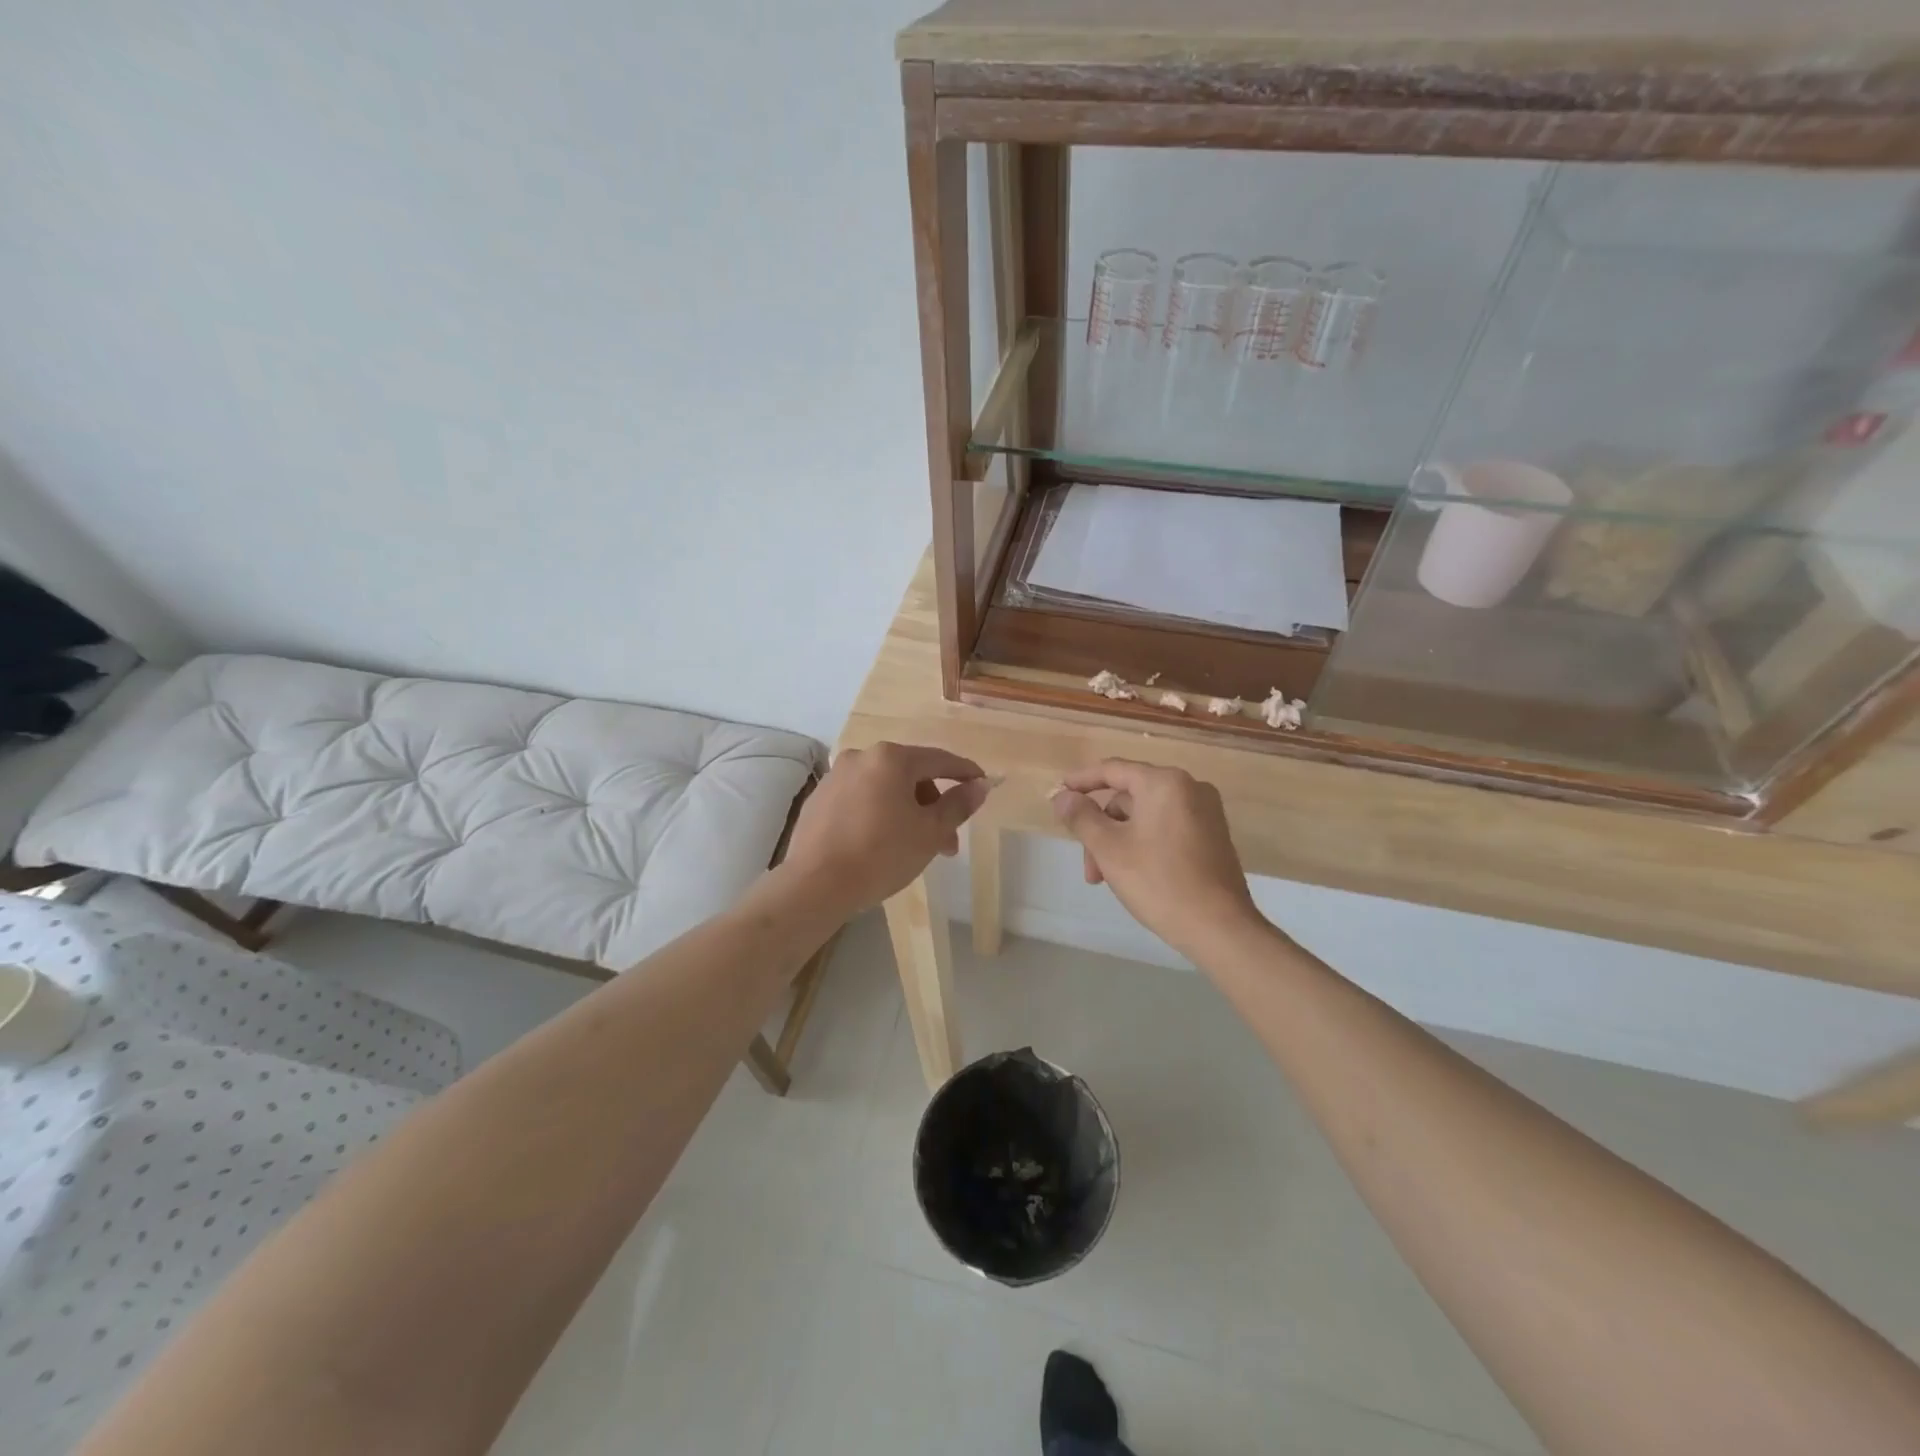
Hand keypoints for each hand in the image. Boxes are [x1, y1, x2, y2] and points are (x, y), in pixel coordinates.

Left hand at [778, 742, 992, 917]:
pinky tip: (881, 844)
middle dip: (933, 806)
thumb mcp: (930, 832)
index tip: (982, 784)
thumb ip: (958, 805)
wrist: (815, 885)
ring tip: (915, 849)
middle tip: (946, 843)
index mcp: (891, 758)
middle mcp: (861, 757)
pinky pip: (860, 800)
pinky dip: (878, 814)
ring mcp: (835, 777)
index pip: (939, 759)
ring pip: (885, 789)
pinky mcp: (819, 799)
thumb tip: (980, 785)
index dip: (965, 773)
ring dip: (906, 812)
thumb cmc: (881, 854)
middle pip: (910, 775)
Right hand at [1051, 759, 1262, 962]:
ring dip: (1119, 842)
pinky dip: (1143, 844)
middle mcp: (1189, 788)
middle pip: (1128, 798)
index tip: (1057, 794)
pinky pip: (1166, 828)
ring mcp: (1206, 812)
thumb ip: (1081, 817)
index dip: (1080, 781)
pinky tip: (1133, 874)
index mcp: (1164, 783)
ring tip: (1107, 879)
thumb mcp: (1109, 848)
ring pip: (1145, 816)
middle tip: (1088, 867)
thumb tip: (1063, 797)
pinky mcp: (1212, 836)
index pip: (1112, 769)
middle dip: (1101, 828)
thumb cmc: (1159, 881)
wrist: (1219, 927)